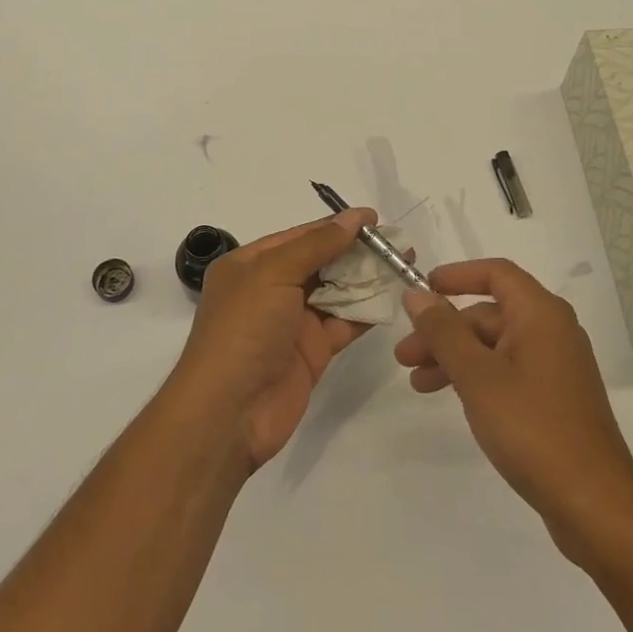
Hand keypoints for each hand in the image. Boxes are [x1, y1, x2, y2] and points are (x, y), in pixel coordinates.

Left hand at [165, 209, 376, 469]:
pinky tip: (393, 298)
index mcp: (251, 264)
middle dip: (357, 251)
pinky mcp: (312, 352)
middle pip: (321, 261)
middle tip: (398, 243)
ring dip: (366, 279)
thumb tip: (354, 218)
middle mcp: (271, 289)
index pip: (301, 235)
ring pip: (336, 291)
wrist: (228, 413)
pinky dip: (367, 311)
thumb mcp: (273, 274)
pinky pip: (344, 323)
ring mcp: (293, 322)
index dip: (337, 225)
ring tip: (404, 265)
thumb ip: (317, 244)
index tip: (375, 219)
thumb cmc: (243, 330)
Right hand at [393, 260, 632, 559]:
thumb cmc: (532, 428)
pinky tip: (453, 398)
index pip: (496, 273)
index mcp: (541, 314)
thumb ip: (444, 332)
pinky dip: (477, 377)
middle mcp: (552, 331)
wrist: (594, 504)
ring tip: (417, 383)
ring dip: (455, 358)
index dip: (456, 276)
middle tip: (404, 356)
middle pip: (490, 313)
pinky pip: (508, 371)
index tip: (422, 289)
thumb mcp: (477, 376)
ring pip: (495, 346)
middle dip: (444, 330)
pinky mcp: (555, 398)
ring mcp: (555, 366)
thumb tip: (417, 295)